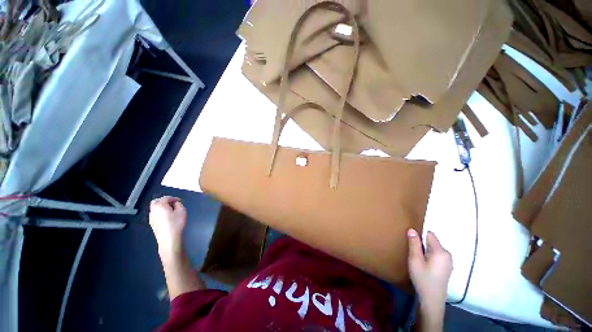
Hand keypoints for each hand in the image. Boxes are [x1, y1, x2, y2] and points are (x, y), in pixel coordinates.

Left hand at [149, 196, 186, 256]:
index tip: (180, 201)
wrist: (169, 239)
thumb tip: (175, 203)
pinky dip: (161, 213)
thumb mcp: (182, 211)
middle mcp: (153, 211)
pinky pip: (156, 214)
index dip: (173, 198)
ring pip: (155, 208)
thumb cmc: (176, 223)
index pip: (165, 198)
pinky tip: (168, 218)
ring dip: (162, 207)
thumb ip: (179, 204)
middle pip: (156, 201)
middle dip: (164, 201)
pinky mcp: (153, 224)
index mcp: (160, 206)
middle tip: (173, 204)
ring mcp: (151, 218)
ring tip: (172, 211)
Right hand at [407, 229, 452, 311]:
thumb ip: (414, 244)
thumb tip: (412, 229)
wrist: (432, 299)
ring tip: (419, 260)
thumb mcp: (415, 260)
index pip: (430, 235)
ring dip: (426, 251)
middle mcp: (447, 254)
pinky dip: (430, 256)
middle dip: (423, 244)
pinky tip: (425, 266)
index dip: (420, 237)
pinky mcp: (447, 266)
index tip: (413, 244)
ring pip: (434, 248)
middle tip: (415, 254)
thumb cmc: (422, 278)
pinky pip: (437, 254)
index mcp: (440, 252)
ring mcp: (449, 261)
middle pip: (432, 241)